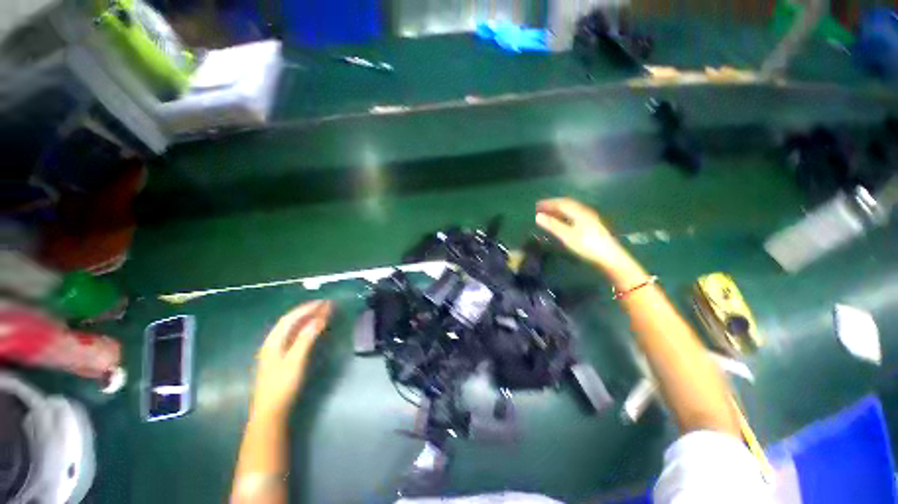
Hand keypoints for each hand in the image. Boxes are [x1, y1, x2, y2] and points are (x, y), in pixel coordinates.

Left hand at [250, 300, 332, 419]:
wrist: (270, 412)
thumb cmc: (282, 385)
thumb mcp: (295, 361)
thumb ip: (306, 338)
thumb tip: (319, 319)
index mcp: (273, 341)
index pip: (291, 318)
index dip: (307, 308)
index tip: (324, 302)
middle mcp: (272, 342)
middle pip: (290, 321)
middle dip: (308, 311)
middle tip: (325, 305)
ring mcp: (275, 351)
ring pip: (291, 329)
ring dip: (306, 319)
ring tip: (321, 313)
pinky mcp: (280, 358)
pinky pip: (293, 336)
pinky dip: (304, 329)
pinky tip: (311, 330)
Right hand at [535, 198, 630, 272]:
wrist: (610, 257)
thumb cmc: (587, 246)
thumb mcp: (567, 236)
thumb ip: (552, 225)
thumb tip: (537, 216)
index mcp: (579, 212)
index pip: (561, 203)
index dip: (548, 203)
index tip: (536, 206)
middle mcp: (584, 212)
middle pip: (567, 205)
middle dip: (553, 206)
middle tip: (541, 209)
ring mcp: (589, 219)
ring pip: (571, 210)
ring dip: (558, 211)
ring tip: (548, 215)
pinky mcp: (591, 226)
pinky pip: (574, 216)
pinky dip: (564, 216)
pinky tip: (562, 222)